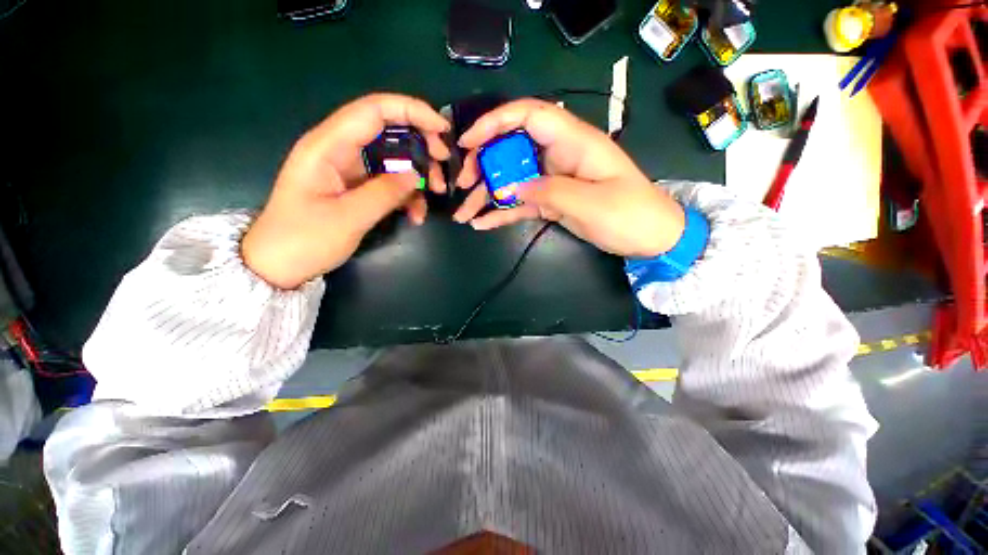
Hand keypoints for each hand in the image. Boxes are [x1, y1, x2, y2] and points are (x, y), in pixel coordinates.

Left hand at [242, 93, 450, 288]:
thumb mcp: (348, 218)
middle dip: (420, 146)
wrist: (279, 265)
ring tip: (433, 197)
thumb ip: (384, 193)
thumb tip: (416, 174)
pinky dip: (407, 194)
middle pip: (388, 131)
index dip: (412, 111)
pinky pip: (389, 181)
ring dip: (417, 175)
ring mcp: (349, 169)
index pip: (374, 110)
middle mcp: (339, 149)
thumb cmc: (304, 240)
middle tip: (442, 169)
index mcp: (328, 146)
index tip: (443, 130)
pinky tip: (416, 215)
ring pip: (393, 158)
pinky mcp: (356, 186)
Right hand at [452, 99, 684, 258]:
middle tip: (463, 184)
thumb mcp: (590, 202)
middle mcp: (558, 156)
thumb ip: (548, 192)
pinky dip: (501, 213)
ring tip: (463, 213)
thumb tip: (510, 189)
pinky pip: (521, 203)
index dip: (495, 122)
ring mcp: (552, 180)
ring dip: (486, 194)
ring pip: (512, 179)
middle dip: (483, 164)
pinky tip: (482, 223)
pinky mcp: (550, 202)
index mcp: (573, 142)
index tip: (468, 142)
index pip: (529, 115)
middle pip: (512, 148)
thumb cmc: (629, 214)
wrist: (649, 237)